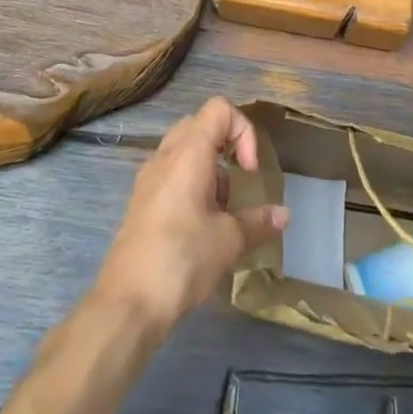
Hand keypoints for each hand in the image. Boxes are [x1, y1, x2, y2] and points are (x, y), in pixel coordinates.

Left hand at [90, 97, 288, 336]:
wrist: (128, 304)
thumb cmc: (182, 260)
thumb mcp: (229, 241)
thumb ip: (258, 222)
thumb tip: (284, 215)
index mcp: (188, 154)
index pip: (219, 109)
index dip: (244, 131)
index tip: (250, 171)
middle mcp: (165, 156)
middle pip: (201, 125)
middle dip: (227, 146)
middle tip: (240, 181)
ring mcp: (149, 178)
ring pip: (185, 150)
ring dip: (211, 169)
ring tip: (222, 212)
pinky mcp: (142, 201)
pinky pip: (171, 174)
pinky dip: (192, 185)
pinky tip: (201, 226)